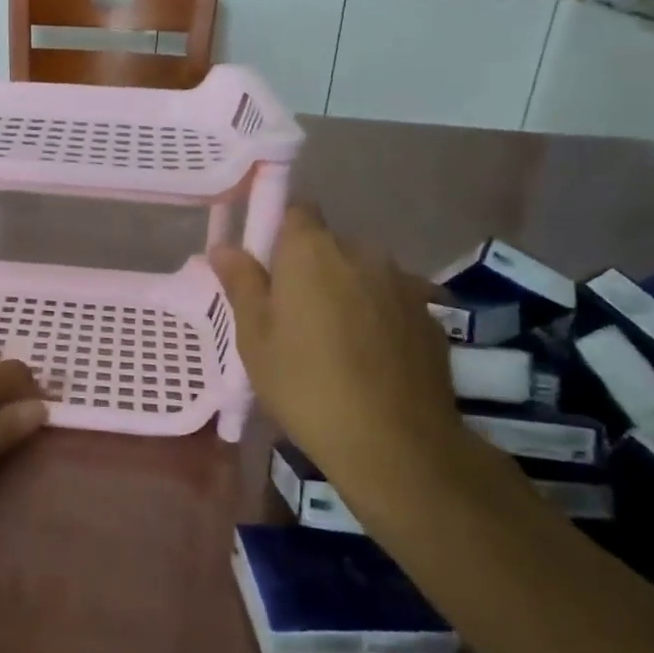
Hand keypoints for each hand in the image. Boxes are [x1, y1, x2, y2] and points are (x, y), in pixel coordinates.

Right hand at [210, 206, 460, 471]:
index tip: (266, 269)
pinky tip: (368, 360)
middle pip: (329, 245)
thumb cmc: (305, 383)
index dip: (278, 232)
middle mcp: (362, 252)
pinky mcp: (430, 316)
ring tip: (333, 343)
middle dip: (310, 269)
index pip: (296, 210)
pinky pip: (390, 302)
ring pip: (362, 274)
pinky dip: (376, 318)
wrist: (394, 442)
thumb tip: (224, 247)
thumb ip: (241, 284)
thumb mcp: (255, 337)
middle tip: (291, 316)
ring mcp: (403, 283)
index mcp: (312, 251)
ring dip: (346, 293)